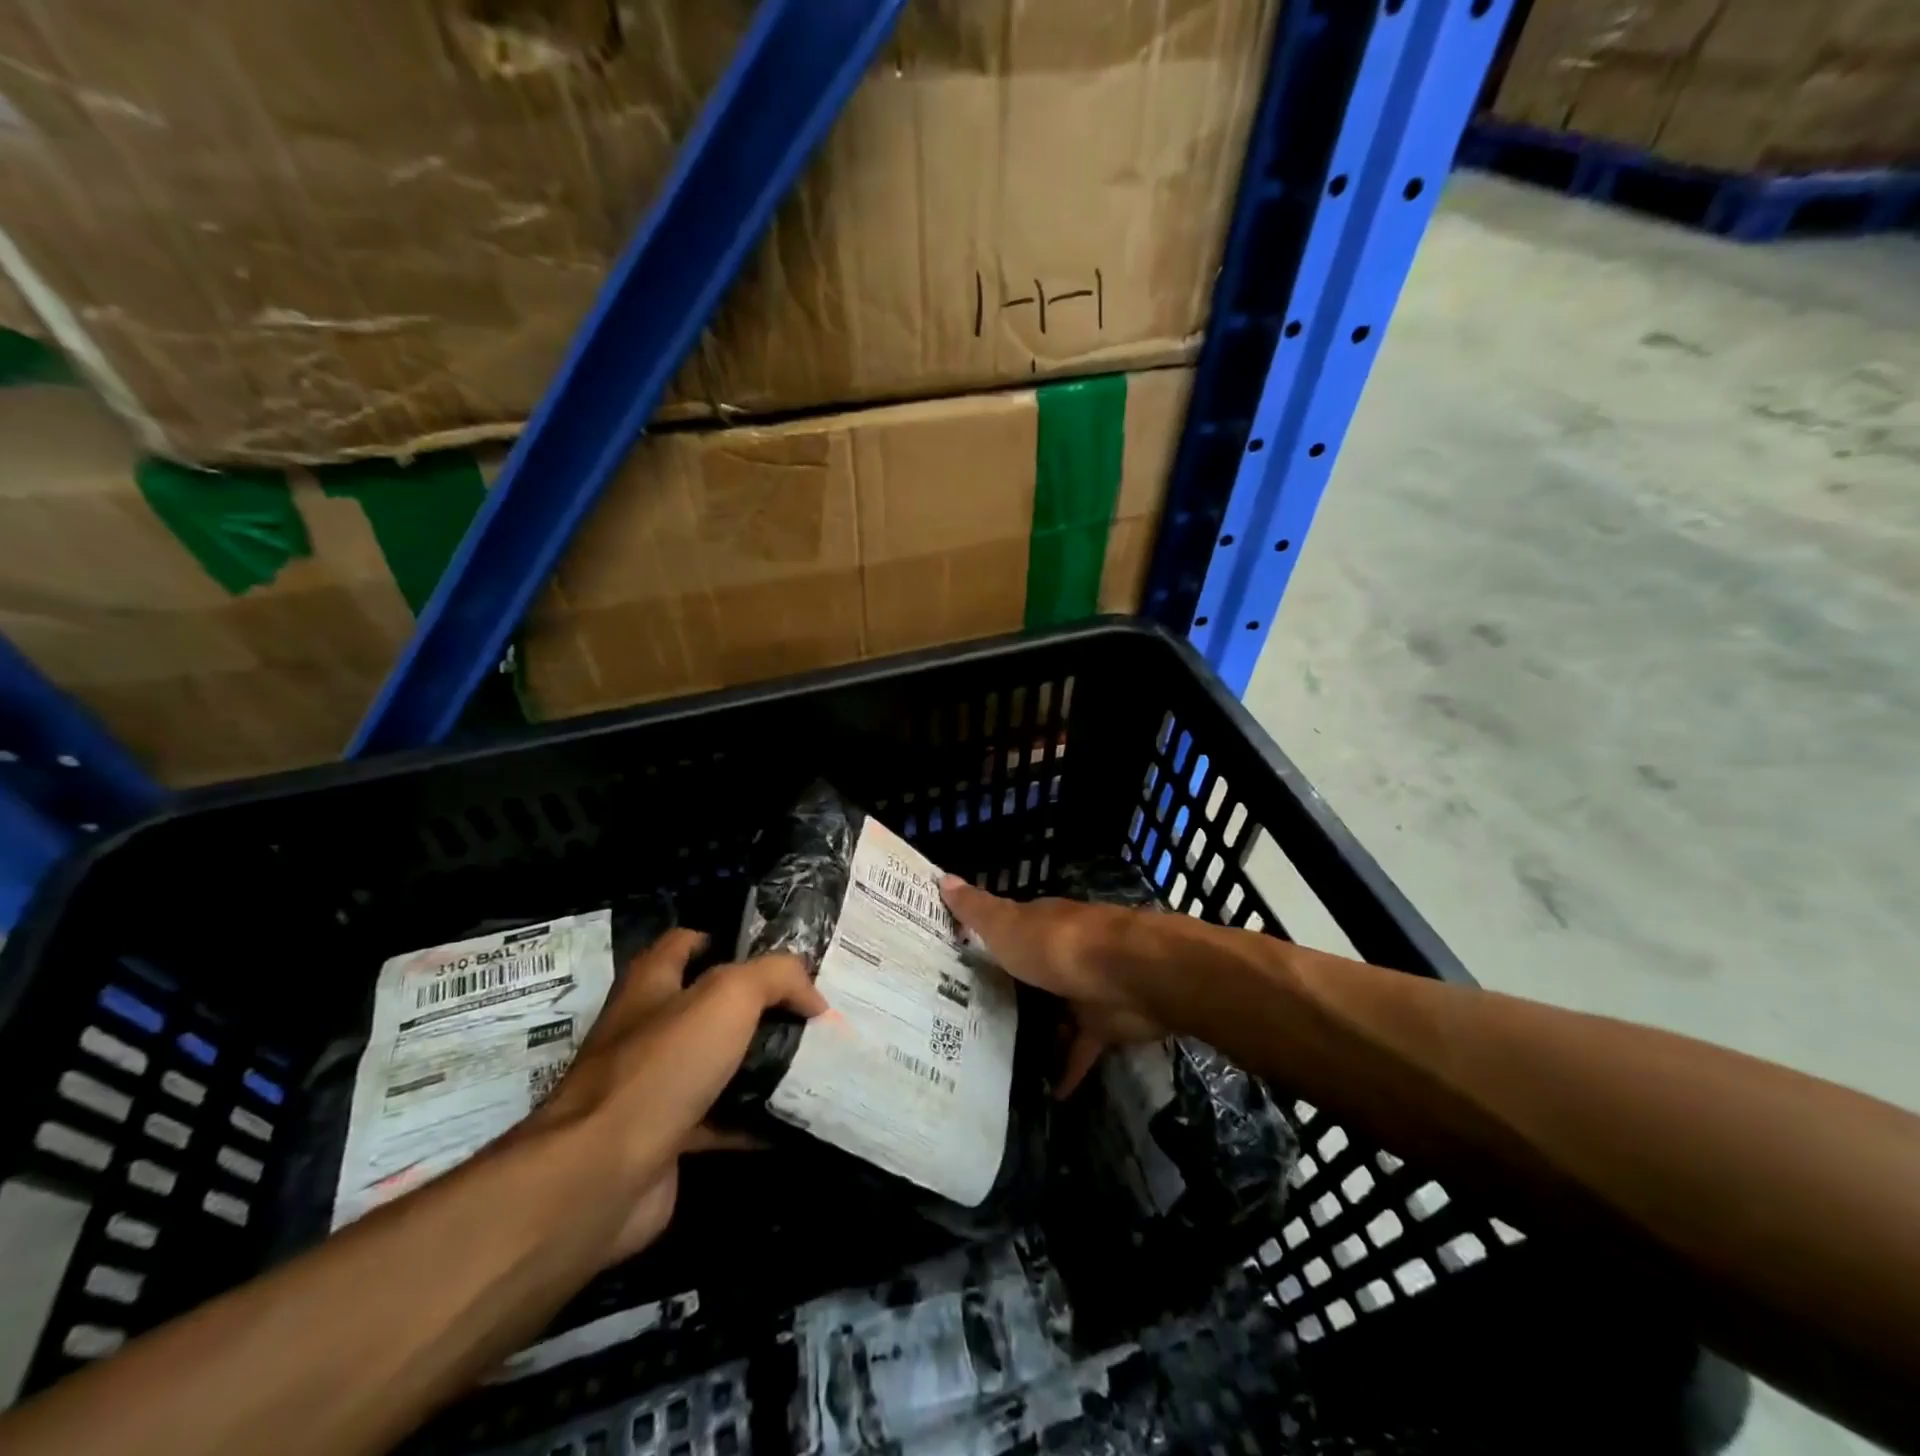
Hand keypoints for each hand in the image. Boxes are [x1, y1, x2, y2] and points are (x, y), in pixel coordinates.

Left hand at [529, 929, 825, 1262]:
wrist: (602, 1175)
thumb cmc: (663, 1066)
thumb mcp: (730, 996)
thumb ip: (777, 977)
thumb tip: (813, 995)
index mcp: (652, 984)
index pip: (686, 943)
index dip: (727, 940)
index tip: (775, 958)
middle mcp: (648, 1029)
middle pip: (709, 1006)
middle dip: (757, 1007)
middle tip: (809, 1012)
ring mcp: (654, 1086)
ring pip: (718, 1063)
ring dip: (759, 1063)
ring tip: (814, 1060)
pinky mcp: (666, 1137)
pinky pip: (720, 1119)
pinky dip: (754, 1119)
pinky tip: (795, 1116)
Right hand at [940, 876, 1166, 1095]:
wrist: (1130, 975)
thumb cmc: (1059, 946)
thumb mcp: (1007, 926)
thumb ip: (977, 910)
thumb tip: (943, 877)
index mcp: (1041, 925)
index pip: (1010, 928)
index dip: (987, 940)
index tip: (959, 960)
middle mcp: (1063, 952)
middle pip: (1033, 971)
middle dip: (1011, 990)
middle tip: (970, 1018)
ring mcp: (1085, 988)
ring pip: (1057, 1010)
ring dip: (1038, 1030)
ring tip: (1000, 1059)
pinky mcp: (1104, 1023)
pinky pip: (1081, 1049)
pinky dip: (1068, 1069)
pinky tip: (1050, 1093)